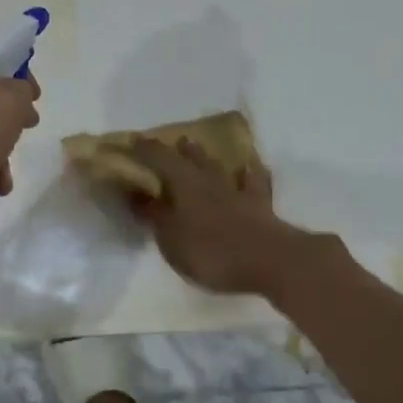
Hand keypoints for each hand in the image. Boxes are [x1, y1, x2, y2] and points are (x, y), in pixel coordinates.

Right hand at [125, 138, 319, 298]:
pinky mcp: (260, 205)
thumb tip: (135, 193)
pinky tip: (249, 168)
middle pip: (192, 157)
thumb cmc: (211, 250)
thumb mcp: (171, 239)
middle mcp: (210, 179)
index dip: (146, 149)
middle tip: (171, 144)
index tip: (134, 141)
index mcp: (185, 182)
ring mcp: (238, 190)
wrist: (269, 260)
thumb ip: (154, 214)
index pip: (160, 157)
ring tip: (198, 148)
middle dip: (179, 150)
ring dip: (206, 158)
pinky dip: (248, 174)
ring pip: (219, 166)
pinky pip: (253, 182)